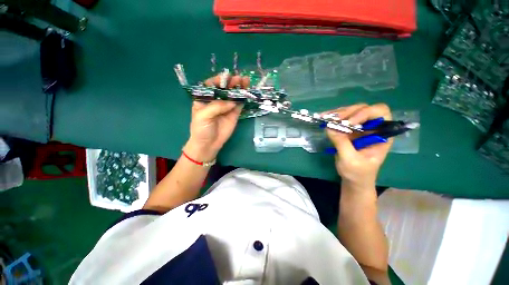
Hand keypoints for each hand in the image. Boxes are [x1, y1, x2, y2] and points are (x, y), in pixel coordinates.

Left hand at [183, 74, 249, 161]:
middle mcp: (216, 100)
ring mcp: (226, 107)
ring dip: (239, 88)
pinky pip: (239, 104)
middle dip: (232, 83)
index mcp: (204, 98)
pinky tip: (248, 93)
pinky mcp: (234, 114)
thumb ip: (216, 106)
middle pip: (224, 89)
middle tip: (240, 78)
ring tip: (246, 82)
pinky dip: (243, 99)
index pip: (211, 85)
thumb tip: (232, 102)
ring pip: (233, 95)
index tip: (227, 76)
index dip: (219, 80)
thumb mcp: (203, 116)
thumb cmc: (201, 129)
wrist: (209, 144)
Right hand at [326, 104, 392, 190]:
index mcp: (382, 134)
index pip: (380, 113)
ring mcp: (360, 128)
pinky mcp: (348, 130)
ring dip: (337, 113)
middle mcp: (372, 127)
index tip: (348, 123)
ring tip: (324, 117)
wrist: (353, 179)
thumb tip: (329, 127)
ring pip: (351, 111)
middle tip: (332, 119)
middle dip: (347, 112)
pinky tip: (323, 118)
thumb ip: (341, 143)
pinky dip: (332, 117)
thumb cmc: (357, 173)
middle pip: (363, 109)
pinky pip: (341, 119)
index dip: (365, 113)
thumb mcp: (350, 160)